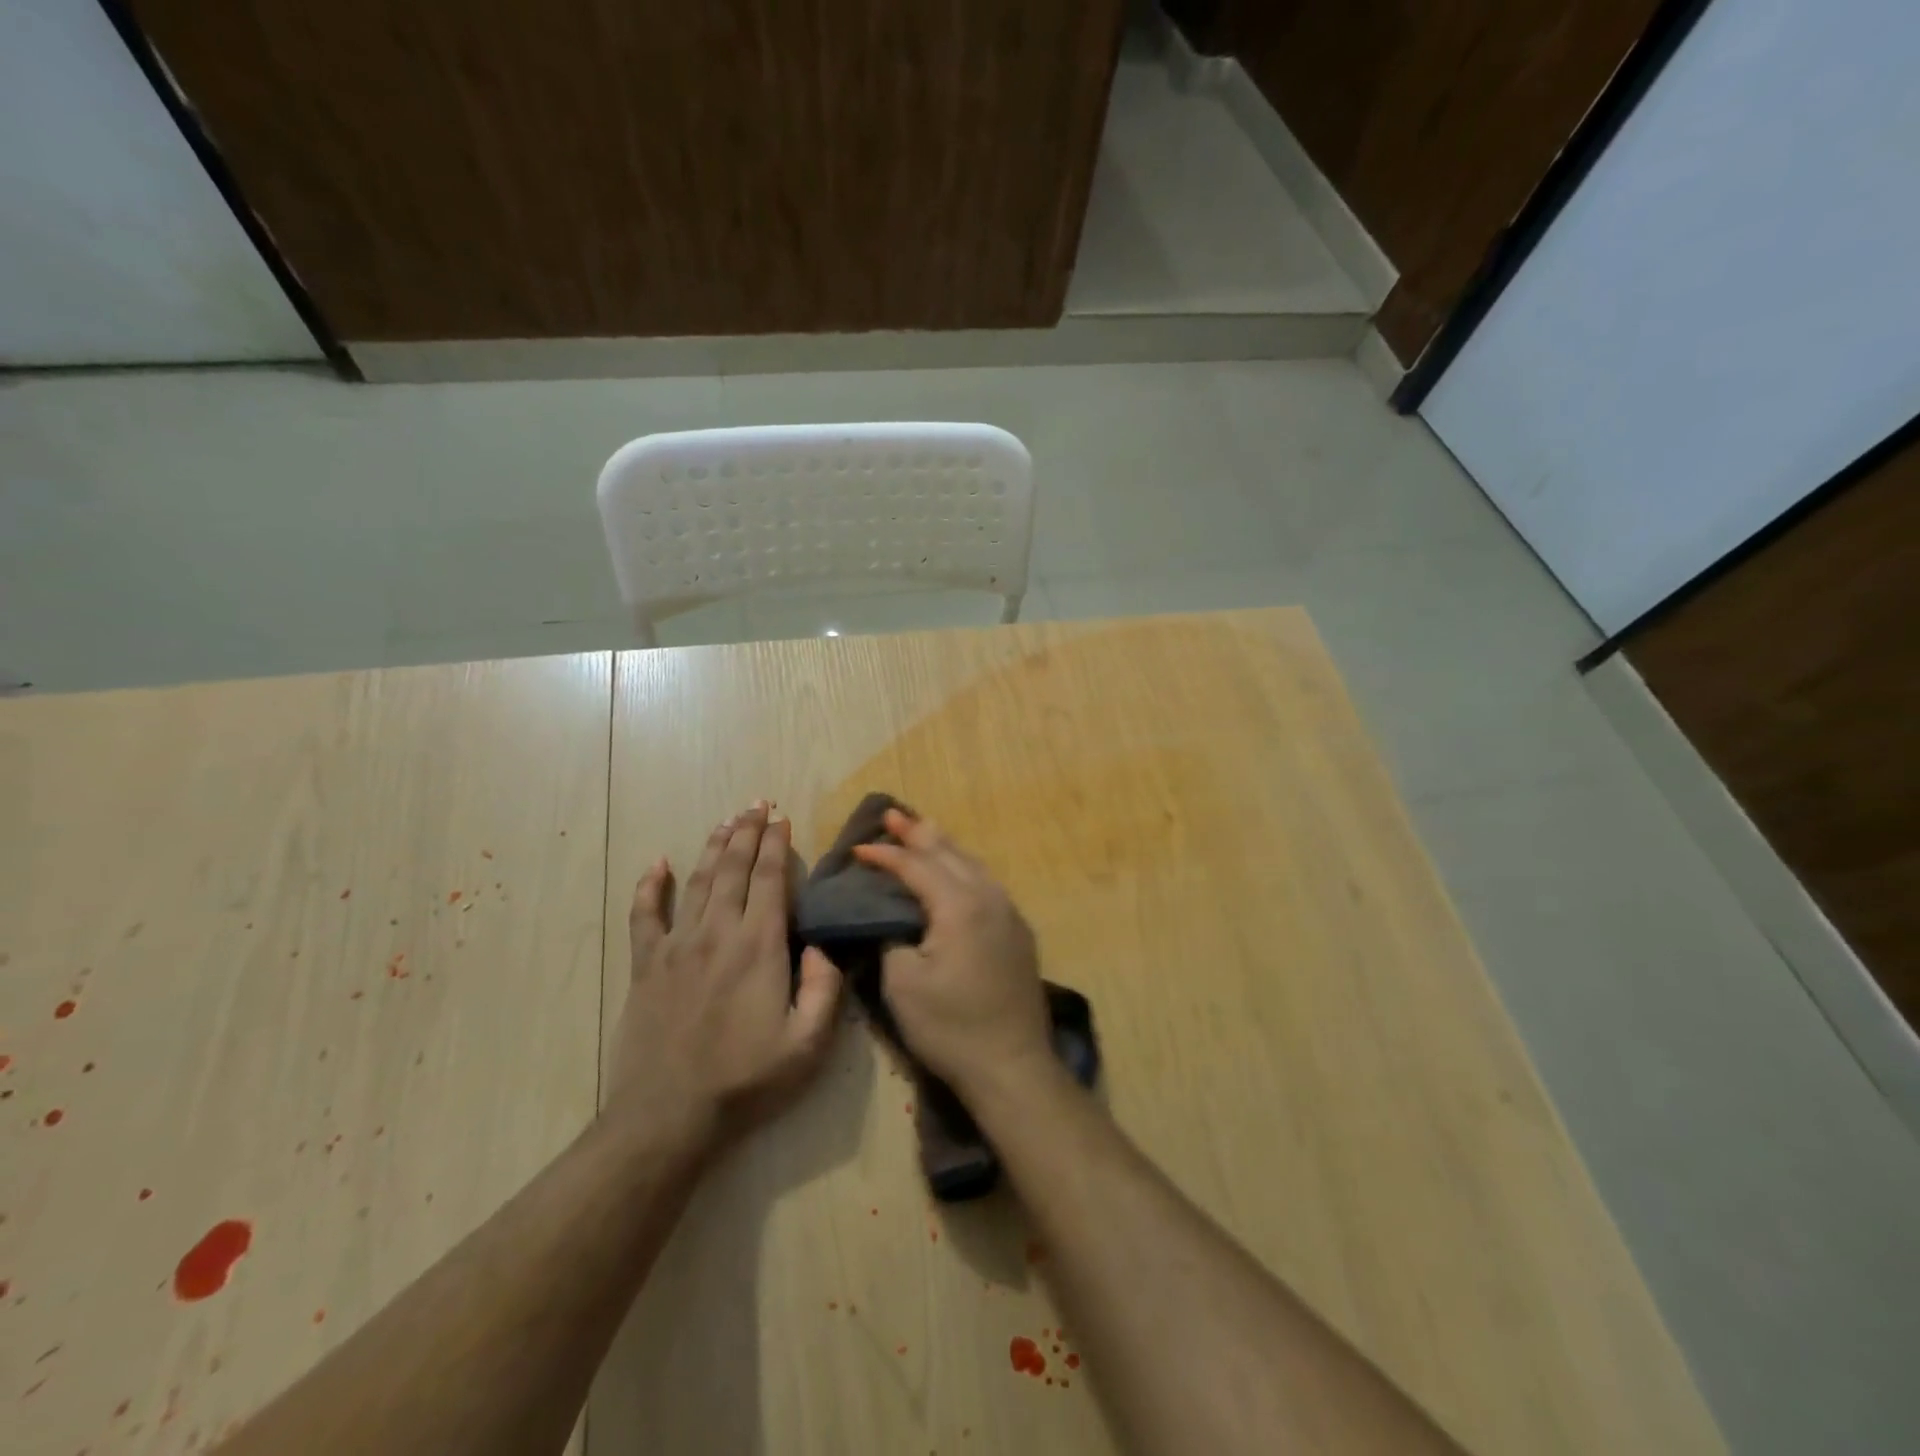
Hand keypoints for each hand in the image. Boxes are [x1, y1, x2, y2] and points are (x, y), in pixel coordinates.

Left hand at [608, 802, 841, 1155]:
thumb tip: (821, 946)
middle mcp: (718, 933)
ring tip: (726, 821)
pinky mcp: (645, 966)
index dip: (777, 845)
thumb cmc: (746, 1081)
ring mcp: (677, 946)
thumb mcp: (808, 1044)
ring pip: (697, 882)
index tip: (782, 818)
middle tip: (756, 804)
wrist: (668, 1117)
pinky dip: (650, 886)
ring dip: (713, 847)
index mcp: (759, 946)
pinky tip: (656, 863)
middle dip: (747, 832)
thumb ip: (824, 989)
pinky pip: (645, 916)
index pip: (770, 879)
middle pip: (734, 869)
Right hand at [853, 809, 1052, 1098]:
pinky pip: (985, 882)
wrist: (1012, 1065)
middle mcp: (989, 897)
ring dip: (944, 846)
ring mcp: (1009, 912)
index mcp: (960, 904)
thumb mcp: (903, 983)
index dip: (886, 854)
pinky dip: (962, 867)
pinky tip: (954, 871)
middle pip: (949, 853)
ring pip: (972, 864)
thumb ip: (891, 938)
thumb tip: (890, 920)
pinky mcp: (1018, 931)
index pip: (917, 866)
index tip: (857, 847)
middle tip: (891, 814)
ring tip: (922, 829)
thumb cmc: (951, 1026)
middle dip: (918, 833)